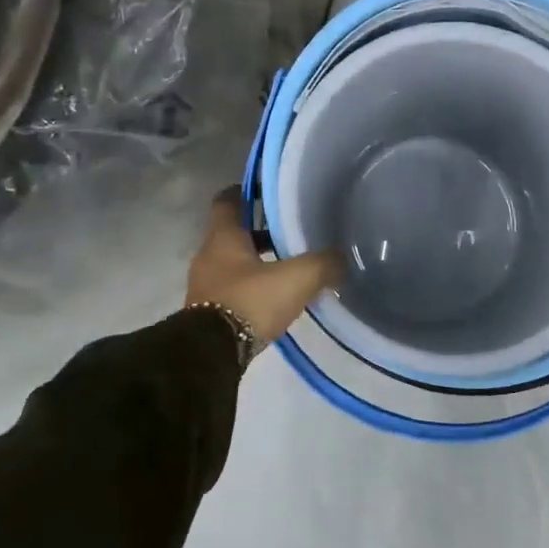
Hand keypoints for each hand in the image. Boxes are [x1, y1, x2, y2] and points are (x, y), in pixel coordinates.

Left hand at [186, 191, 342, 344]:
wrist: (211, 354)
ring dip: (257, 262)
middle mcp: (209, 255)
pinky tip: (275, 297)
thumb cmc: (250, 301)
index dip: (247, 193)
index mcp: (224, 237)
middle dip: (260, 231)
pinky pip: (232, 289)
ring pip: (234, 263)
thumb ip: (323, 264)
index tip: (269, 193)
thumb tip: (343, 259)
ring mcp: (205, 285)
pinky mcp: (207, 312)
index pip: (228, 201)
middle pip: (234, 233)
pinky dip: (251, 287)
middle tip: (291, 232)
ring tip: (288, 268)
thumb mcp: (296, 278)